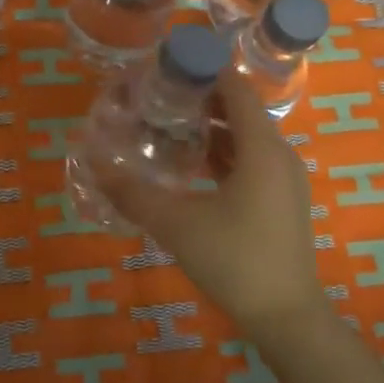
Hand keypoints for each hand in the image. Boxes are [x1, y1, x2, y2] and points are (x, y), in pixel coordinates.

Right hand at [97, 70, 323, 327]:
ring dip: (213, 127)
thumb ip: (134, 193)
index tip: (169, 64)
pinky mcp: (282, 202)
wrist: (287, 318)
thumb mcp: (176, 224)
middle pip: (242, 110)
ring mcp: (285, 181)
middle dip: (203, 98)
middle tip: (160, 95)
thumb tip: (96, 165)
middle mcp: (280, 155)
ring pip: (247, 138)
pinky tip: (194, 165)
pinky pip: (252, 161)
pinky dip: (224, 153)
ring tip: (170, 125)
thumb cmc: (235, 260)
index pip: (236, 88)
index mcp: (261, 148)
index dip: (205, 70)